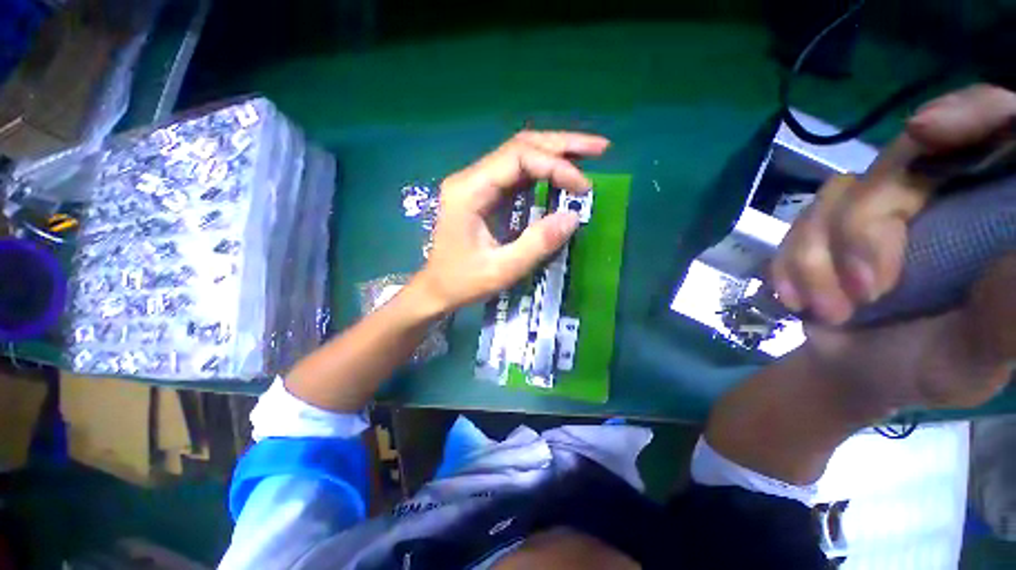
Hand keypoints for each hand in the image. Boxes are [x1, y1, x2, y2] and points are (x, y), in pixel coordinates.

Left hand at [414, 131, 609, 311]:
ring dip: (555, 153)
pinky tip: (562, 173)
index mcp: (469, 191)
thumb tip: (572, 216)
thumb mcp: (501, 270)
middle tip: (600, 148)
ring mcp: (476, 184)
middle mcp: (471, 178)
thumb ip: (536, 244)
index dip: (555, 167)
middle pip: (520, 146)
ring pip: (519, 155)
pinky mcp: (483, 194)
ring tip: (588, 155)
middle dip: (562, 145)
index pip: (518, 158)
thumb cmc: (462, 282)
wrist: (436, 289)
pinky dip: (543, 170)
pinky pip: (516, 173)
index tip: (583, 188)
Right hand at [771, 84, 1015, 408]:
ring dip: (822, 258)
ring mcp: (877, 209)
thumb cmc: (933, 368)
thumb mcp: (980, 353)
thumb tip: (1012, 255)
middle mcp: (941, 195)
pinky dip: (792, 263)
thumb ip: (1004, 310)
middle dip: (868, 225)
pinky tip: (798, 299)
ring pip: (840, 195)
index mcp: (992, 214)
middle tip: (868, 290)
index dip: (969, 113)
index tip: (927, 132)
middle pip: (901, 161)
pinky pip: (798, 224)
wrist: (858, 374)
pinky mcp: (827, 227)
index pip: (998, 128)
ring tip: (832, 311)